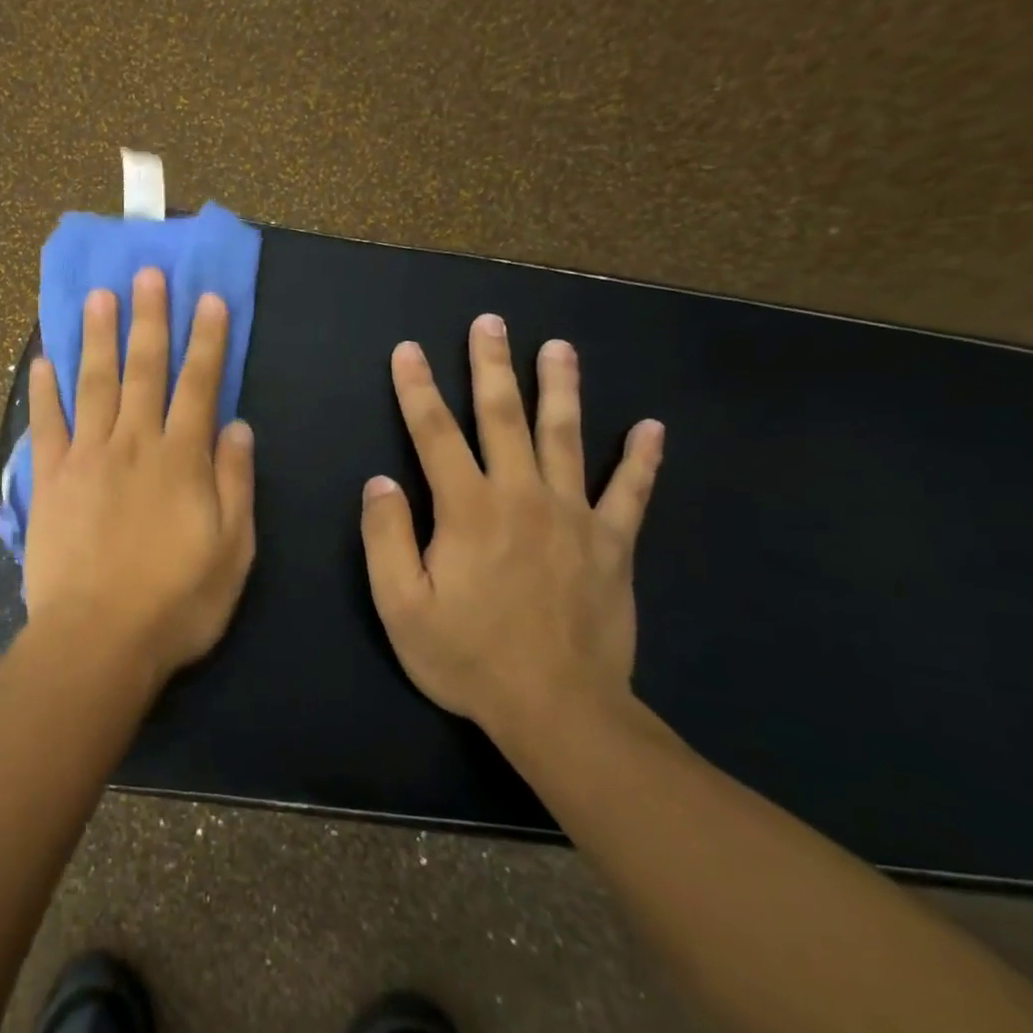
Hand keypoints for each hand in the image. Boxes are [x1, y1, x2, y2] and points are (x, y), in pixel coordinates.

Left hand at [23, 268, 256, 683]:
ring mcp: (85, 458)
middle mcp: (133, 444)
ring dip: (96, 337)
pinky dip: (44, 391)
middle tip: (147, 273)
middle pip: (143, 370)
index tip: (208, 299)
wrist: (97, 639)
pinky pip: (45, 425)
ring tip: (98, 296)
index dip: (207, 341)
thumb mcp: (233, 551)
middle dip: (149, 319)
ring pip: (93, 383)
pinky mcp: (48, 480)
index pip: (199, 385)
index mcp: (181, 459)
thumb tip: (237, 426)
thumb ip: (235, 483)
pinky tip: (42, 361)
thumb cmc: (175, 602)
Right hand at [359, 314, 663, 746]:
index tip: (408, 349)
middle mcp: (521, 496)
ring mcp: (574, 516)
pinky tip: (652, 427)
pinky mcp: (613, 544)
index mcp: (467, 509)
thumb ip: (386, 537)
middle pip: (503, 417)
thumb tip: (381, 481)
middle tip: (490, 322)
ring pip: (567, 437)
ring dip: (561, 388)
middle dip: (492, 366)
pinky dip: (642, 458)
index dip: (417, 388)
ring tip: (559, 348)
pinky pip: (632, 492)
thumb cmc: (468, 657)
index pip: (435, 433)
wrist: (559, 710)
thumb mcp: (400, 605)